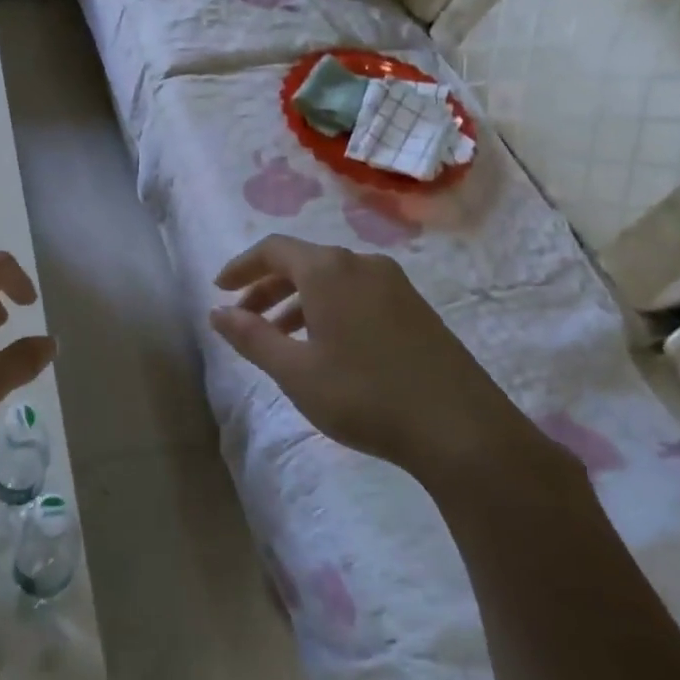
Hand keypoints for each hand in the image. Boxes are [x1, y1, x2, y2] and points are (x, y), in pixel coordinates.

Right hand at [210, 235, 538, 486]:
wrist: (462, 430)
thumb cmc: (365, 396)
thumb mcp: (295, 371)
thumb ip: (251, 337)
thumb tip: (217, 313)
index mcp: (329, 270)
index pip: (273, 249)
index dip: (241, 266)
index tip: (220, 289)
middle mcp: (361, 265)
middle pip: (303, 262)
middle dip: (267, 287)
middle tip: (244, 318)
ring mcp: (394, 285)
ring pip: (331, 280)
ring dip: (297, 301)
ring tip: (280, 339)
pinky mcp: (416, 308)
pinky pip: (357, 294)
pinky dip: (328, 309)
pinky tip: (326, 347)